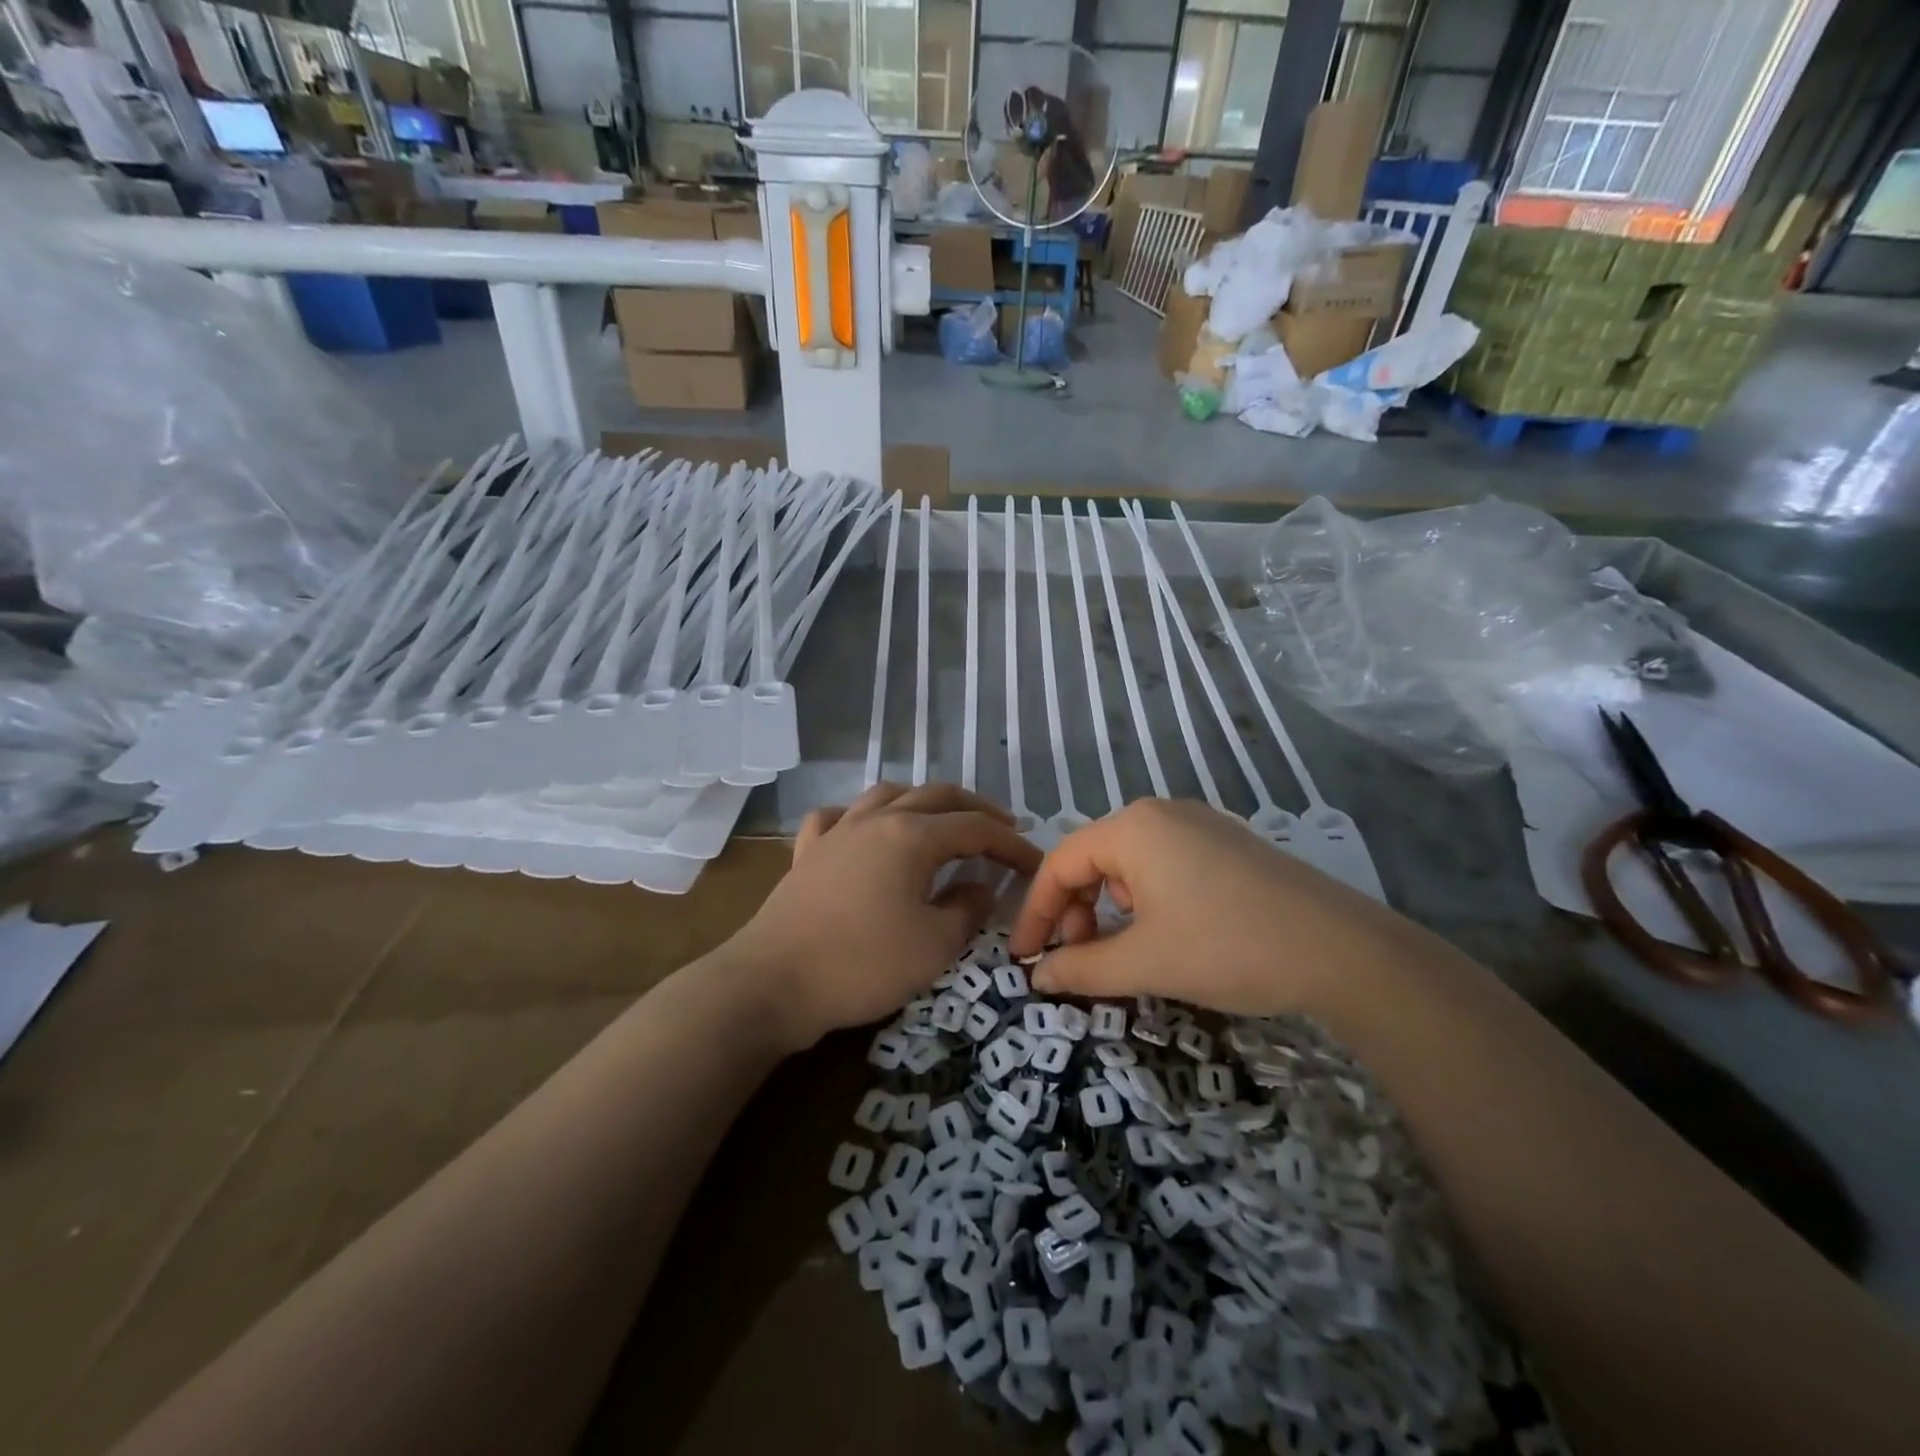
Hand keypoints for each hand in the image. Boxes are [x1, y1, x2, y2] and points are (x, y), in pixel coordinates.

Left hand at [730, 783, 1040, 1049]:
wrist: (774, 983)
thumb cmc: (863, 964)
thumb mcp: (934, 945)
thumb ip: (967, 910)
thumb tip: (981, 887)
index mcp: (912, 836)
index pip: (975, 828)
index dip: (1010, 843)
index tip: (1035, 862)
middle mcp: (876, 819)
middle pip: (936, 796)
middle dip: (975, 809)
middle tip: (1002, 828)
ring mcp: (837, 832)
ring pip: (887, 795)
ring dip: (923, 801)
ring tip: (941, 819)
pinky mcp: (808, 852)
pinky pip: (837, 817)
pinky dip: (859, 816)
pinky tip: (863, 829)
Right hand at [1008, 798, 1394, 1016]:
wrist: (1344, 951)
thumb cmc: (1228, 947)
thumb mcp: (1145, 963)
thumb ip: (1081, 970)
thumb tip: (1039, 977)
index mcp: (1133, 827)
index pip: (1060, 863)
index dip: (1036, 913)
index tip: (1026, 958)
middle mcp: (1162, 813)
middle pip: (1094, 859)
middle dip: (1076, 911)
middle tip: (1081, 960)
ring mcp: (1201, 825)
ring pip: (1130, 863)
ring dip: (1111, 908)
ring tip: (1126, 950)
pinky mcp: (1229, 845)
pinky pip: (1165, 865)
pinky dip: (1147, 900)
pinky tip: (1166, 933)